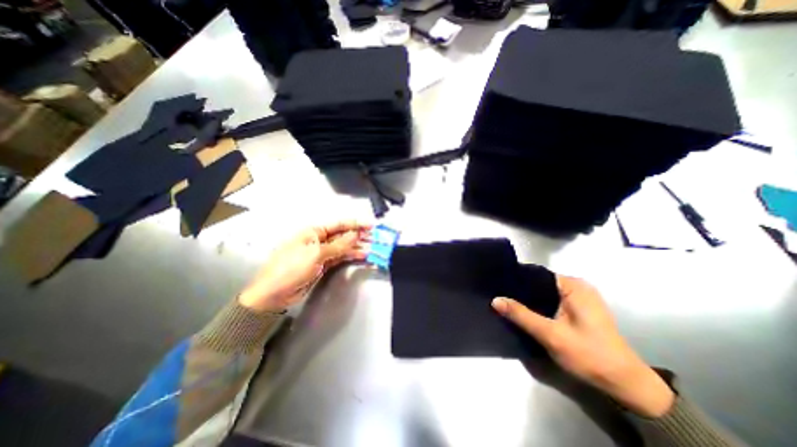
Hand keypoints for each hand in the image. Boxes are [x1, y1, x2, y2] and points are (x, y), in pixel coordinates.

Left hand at [237, 219, 372, 312]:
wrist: (274, 294)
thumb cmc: (291, 268)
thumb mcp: (316, 254)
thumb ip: (338, 245)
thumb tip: (356, 234)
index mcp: (313, 231)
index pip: (339, 224)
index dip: (356, 224)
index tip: (371, 225)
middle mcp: (319, 239)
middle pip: (343, 235)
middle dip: (359, 235)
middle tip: (376, 237)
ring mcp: (321, 253)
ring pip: (343, 247)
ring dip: (358, 247)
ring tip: (373, 247)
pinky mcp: (323, 264)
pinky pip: (340, 257)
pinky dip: (351, 256)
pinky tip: (363, 256)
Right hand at [496, 274, 674, 416]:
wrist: (625, 385)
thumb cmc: (590, 356)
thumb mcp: (551, 335)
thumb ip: (522, 315)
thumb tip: (495, 300)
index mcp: (573, 285)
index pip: (536, 274)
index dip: (516, 279)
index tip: (497, 285)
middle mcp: (576, 286)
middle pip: (539, 283)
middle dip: (520, 290)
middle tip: (498, 295)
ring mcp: (578, 297)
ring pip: (543, 293)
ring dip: (527, 299)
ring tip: (505, 301)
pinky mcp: (577, 309)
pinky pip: (550, 301)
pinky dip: (537, 305)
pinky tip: (523, 311)